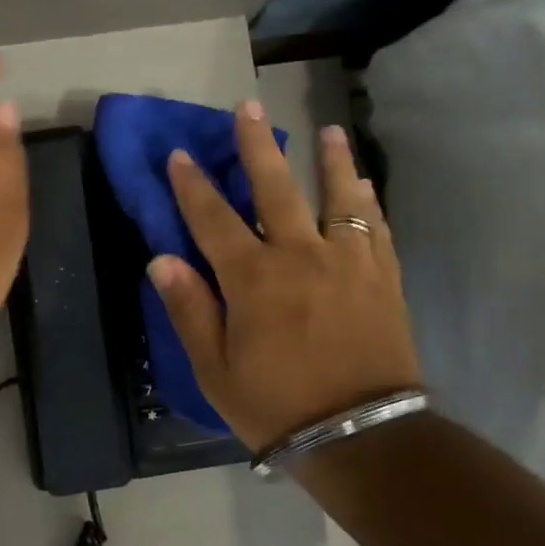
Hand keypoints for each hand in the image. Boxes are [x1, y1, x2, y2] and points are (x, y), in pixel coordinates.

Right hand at [147, 102, 419, 451]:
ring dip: (331, 161)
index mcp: (253, 279)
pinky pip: (375, 228)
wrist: (362, 438)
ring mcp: (348, 263)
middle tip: (248, 108)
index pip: (213, 218)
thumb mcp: (215, 369)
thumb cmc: (276, 406)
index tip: (180, 154)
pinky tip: (364, 186)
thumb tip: (162, 260)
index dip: (193, 185)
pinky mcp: (383, 278)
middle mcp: (301, 256)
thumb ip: (189, 309)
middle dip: (257, 146)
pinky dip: (367, 203)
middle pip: (275, 188)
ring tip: (329, 131)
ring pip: (339, 197)